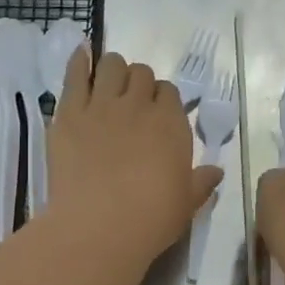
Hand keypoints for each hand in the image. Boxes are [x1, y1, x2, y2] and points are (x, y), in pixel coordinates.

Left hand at [45, 48, 221, 270]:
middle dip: (138, 84)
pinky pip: (73, 75)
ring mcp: (100, 106)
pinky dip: (78, 62)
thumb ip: (202, 183)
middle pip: (141, 74)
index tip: (156, 115)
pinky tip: (80, 55)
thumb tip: (216, 172)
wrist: (98, 228)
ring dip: (112, 70)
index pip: (169, 92)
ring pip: (110, 66)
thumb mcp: (187, 204)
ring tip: (107, 85)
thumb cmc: (150, 220)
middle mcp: (137, 106)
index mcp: (170, 124)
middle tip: (131, 103)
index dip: (162, 100)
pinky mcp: (68, 114)